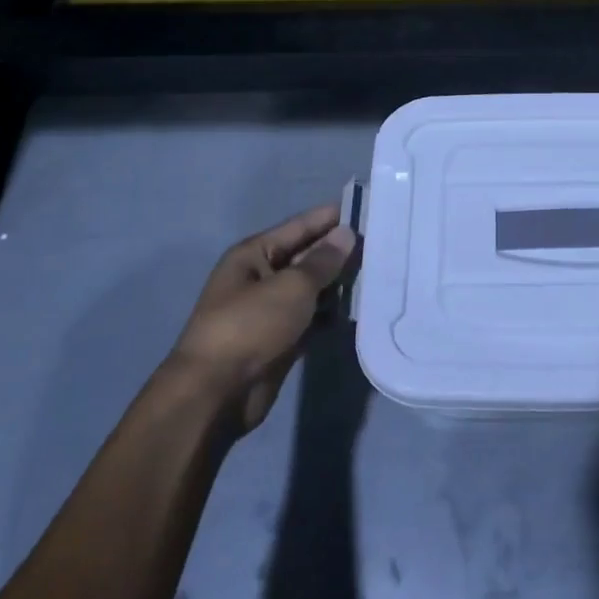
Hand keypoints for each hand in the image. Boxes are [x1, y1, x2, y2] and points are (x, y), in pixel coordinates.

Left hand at [171, 203, 357, 432]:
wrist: (217, 392)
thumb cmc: (251, 325)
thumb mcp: (292, 286)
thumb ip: (323, 261)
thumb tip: (346, 234)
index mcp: (253, 255)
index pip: (298, 227)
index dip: (328, 217)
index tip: (363, 206)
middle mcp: (260, 278)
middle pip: (306, 258)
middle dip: (339, 252)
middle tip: (381, 243)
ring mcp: (270, 311)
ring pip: (312, 290)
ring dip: (339, 285)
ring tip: (379, 274)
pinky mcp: (281, 340)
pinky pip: (312, 318)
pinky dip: (332, 315)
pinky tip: (361, 310)